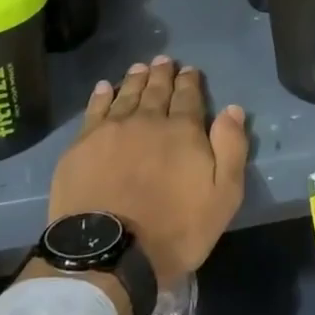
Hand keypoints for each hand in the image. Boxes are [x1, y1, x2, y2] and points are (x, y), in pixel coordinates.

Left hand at [44, 58, 249, 289]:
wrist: (109, 254)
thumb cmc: (174, 229)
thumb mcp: (223, 197)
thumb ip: (231, 149)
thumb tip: (232, 109)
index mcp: (183, 131)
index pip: (189, 97)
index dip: (190, 82)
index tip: (190, 70)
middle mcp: (147, 121)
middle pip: (157, 90)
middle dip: (163, 74)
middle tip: (164, 60)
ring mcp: (111, 131)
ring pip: (126, 95)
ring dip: (136, 79)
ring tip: (140, 67)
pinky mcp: (82, 146)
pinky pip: (94, 110)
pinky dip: (101, 96)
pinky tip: (104, 88)